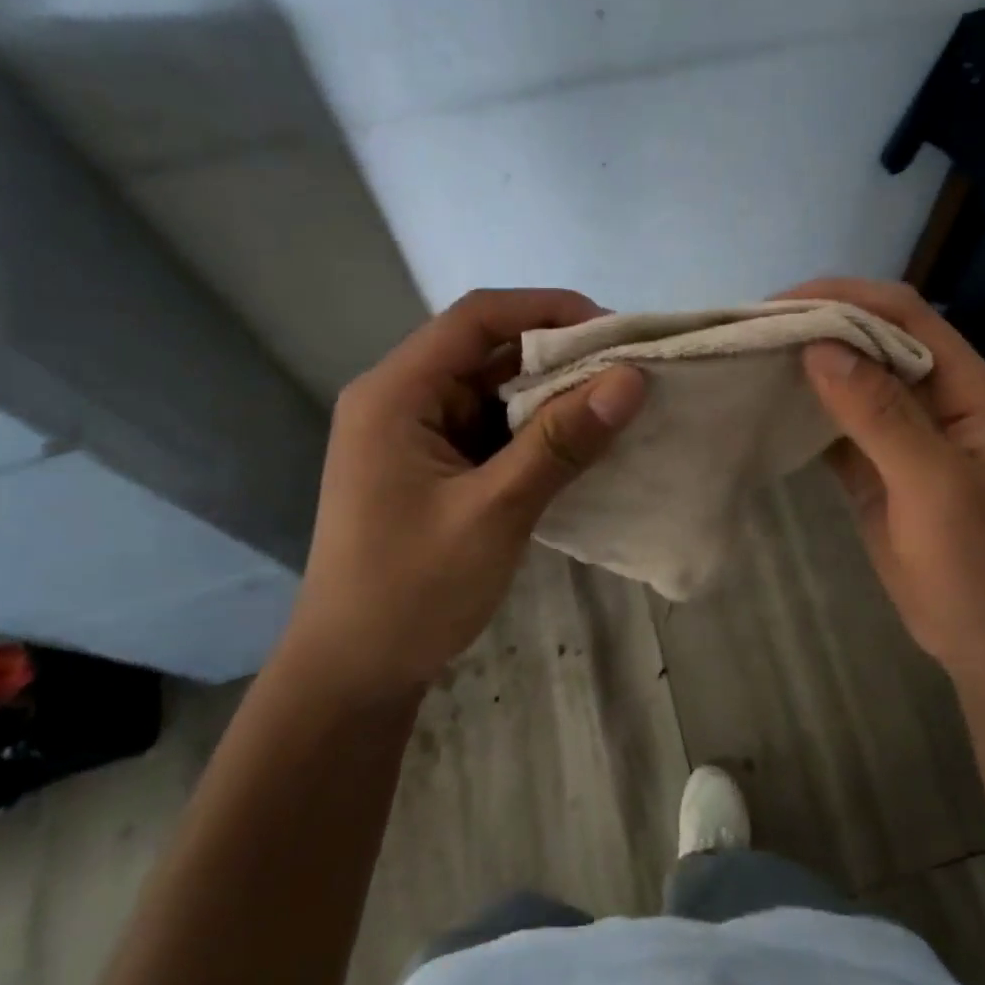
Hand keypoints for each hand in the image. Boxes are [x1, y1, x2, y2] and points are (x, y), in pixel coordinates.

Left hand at [280, 288, 644, 698]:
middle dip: (557, 357)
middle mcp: (400, 400)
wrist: (354, 673)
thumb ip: (560, 442)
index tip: (613, 330)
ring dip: (550, 397)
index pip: (476, 319)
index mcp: (395, 394)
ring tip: (615, 407)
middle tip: (627, 373)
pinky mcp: (432, 468)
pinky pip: (490, 430)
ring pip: (492, 392)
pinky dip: (534, 433)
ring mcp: (415, 436)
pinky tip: (580, 445)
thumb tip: (630, 379)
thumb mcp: (494, 512)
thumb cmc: (411, 591)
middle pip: (486, 352)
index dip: (547, 310)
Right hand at [779, 278, 984, 680]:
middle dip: (817, 328)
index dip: (845, 298)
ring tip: (748, 361)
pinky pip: (837, 428)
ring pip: (851, 383)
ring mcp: (904, 436)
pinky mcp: (877, 471)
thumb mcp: (936, 488)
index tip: (778, 306)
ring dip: (807, 369)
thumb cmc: (983, 567)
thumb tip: (821, 347)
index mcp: (966, 388)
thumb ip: (882, 416)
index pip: (904, 316)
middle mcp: (935, 399)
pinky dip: (804, 415)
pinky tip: (766, 410)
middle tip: (750, 334)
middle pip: (873, 341)